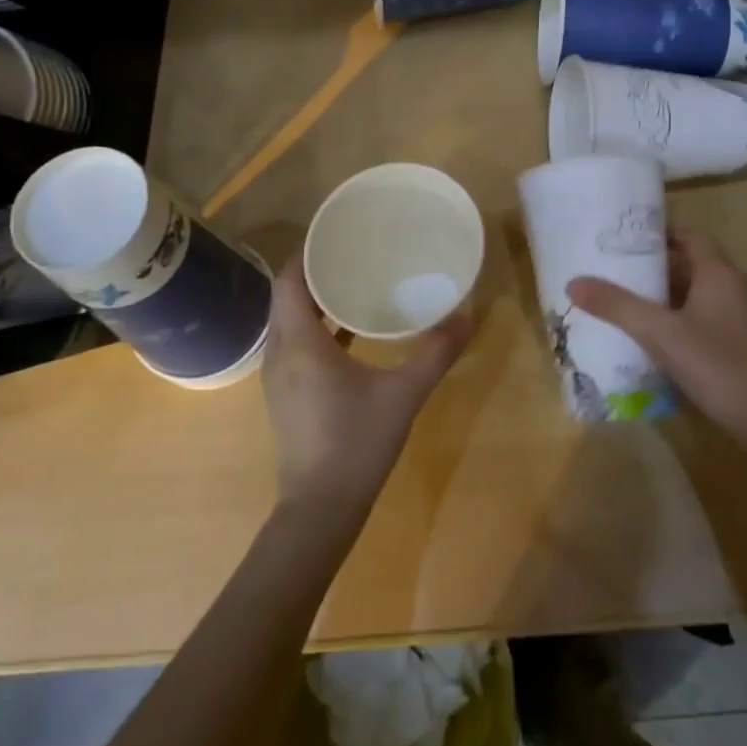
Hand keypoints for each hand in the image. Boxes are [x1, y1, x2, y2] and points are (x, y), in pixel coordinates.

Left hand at [260, 259, 472, 513]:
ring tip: (355, 283)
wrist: (320, 510)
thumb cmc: (357, 443)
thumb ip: (435, 353)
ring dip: (315, 300)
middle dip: (316, 272)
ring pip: (290, 321)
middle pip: (288, 296)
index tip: (338, 236)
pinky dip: (317, 327)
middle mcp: (280, 352)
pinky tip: (351, 332)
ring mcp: (279, 376)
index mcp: (300, 342)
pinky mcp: (286, 394)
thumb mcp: (404, 394)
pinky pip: (296, 343)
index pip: (290, 279)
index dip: (308, 253)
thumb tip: (467, 316)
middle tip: (355, 254)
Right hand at [567, 230, 746, 444]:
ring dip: (674, 299)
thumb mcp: (660, 334)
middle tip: (622, 277)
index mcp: (722, 274)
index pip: (692, 237)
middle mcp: (741, 288)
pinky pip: (716, 320)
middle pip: (697, 267)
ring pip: (706, 296)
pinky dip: (689, 322)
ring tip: (635, 309)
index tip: (630, 241)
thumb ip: (617, 307)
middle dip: (660, 271)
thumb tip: (574, 283)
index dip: (663, 235)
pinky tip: (666, 344)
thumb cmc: (719, 365)